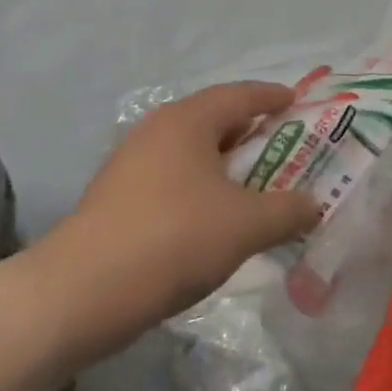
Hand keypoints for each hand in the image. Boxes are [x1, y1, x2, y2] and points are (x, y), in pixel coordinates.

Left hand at [31, 83, 321, 361]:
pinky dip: (202, 188)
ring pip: (191, 153)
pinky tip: (215, 218)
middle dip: (251, 132)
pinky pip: (173, 179)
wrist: (78, 295)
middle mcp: (157, 131)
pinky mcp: (116, 199)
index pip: (240, 94)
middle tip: (285, 147)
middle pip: (214, 120)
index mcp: (188, 121)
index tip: (297, 101)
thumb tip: (313, 204)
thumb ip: (288, 210)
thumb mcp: (246, 225)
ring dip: (226, 165)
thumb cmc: (172, 239)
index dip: (272, 96)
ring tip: (256, 185)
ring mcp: (130, 165)